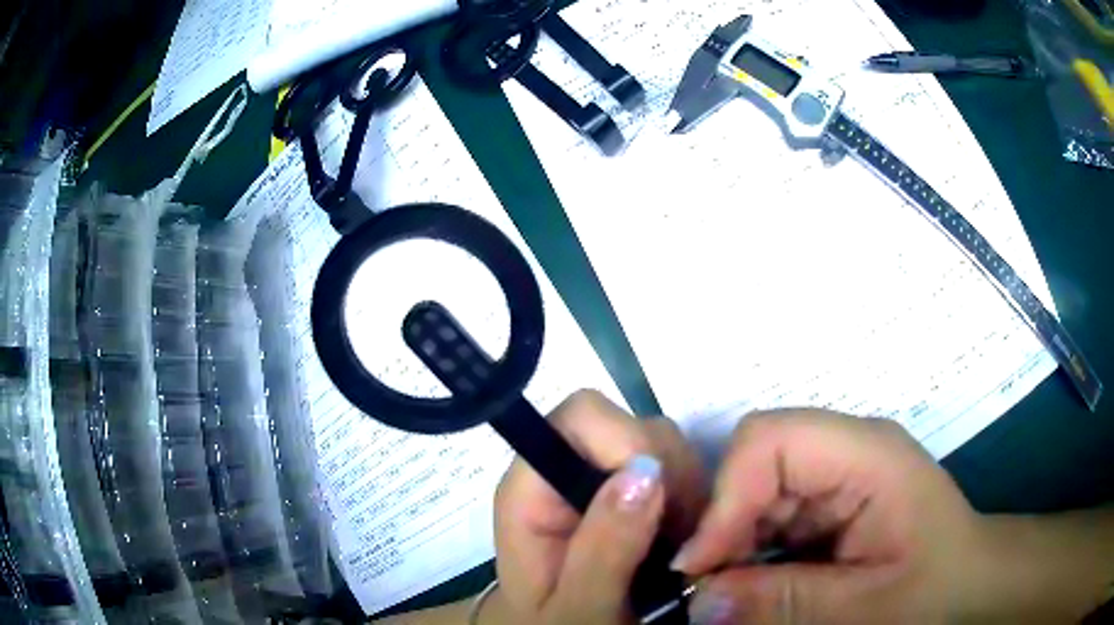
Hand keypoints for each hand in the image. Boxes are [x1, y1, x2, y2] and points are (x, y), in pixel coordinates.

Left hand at [484, 390, 707, 624]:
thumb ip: (604, 548)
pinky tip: (687, 539)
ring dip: (687, 491)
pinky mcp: (629, 493)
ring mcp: (600, 480)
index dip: (627, 444)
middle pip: (629, 424)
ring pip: (661, 444)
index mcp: (531, 492)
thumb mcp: (579, 609)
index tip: (663, 498)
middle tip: (680, 535)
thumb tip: (645, 470)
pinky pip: (677, 470)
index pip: (579, 418)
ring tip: (682, 546)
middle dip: (670, 473)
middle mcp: (564, 472)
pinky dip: (694, 499)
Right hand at [673, 409, 988, 623]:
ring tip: (729, 592)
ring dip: (734, 541)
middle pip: (757, 459)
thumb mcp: (866, 606)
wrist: (969, 583)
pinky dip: (750, 550)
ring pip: (756, 489)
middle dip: (724, 523)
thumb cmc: (935, 588)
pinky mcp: (830, 499)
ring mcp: (837, 473)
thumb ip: (785, 603)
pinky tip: (755, 584)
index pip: (772, 439)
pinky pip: (771, 514)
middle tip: (706, 587)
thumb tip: (697, 603)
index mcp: (867, 453)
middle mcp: (846, 449)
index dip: (725, 496)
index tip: (698, 566)